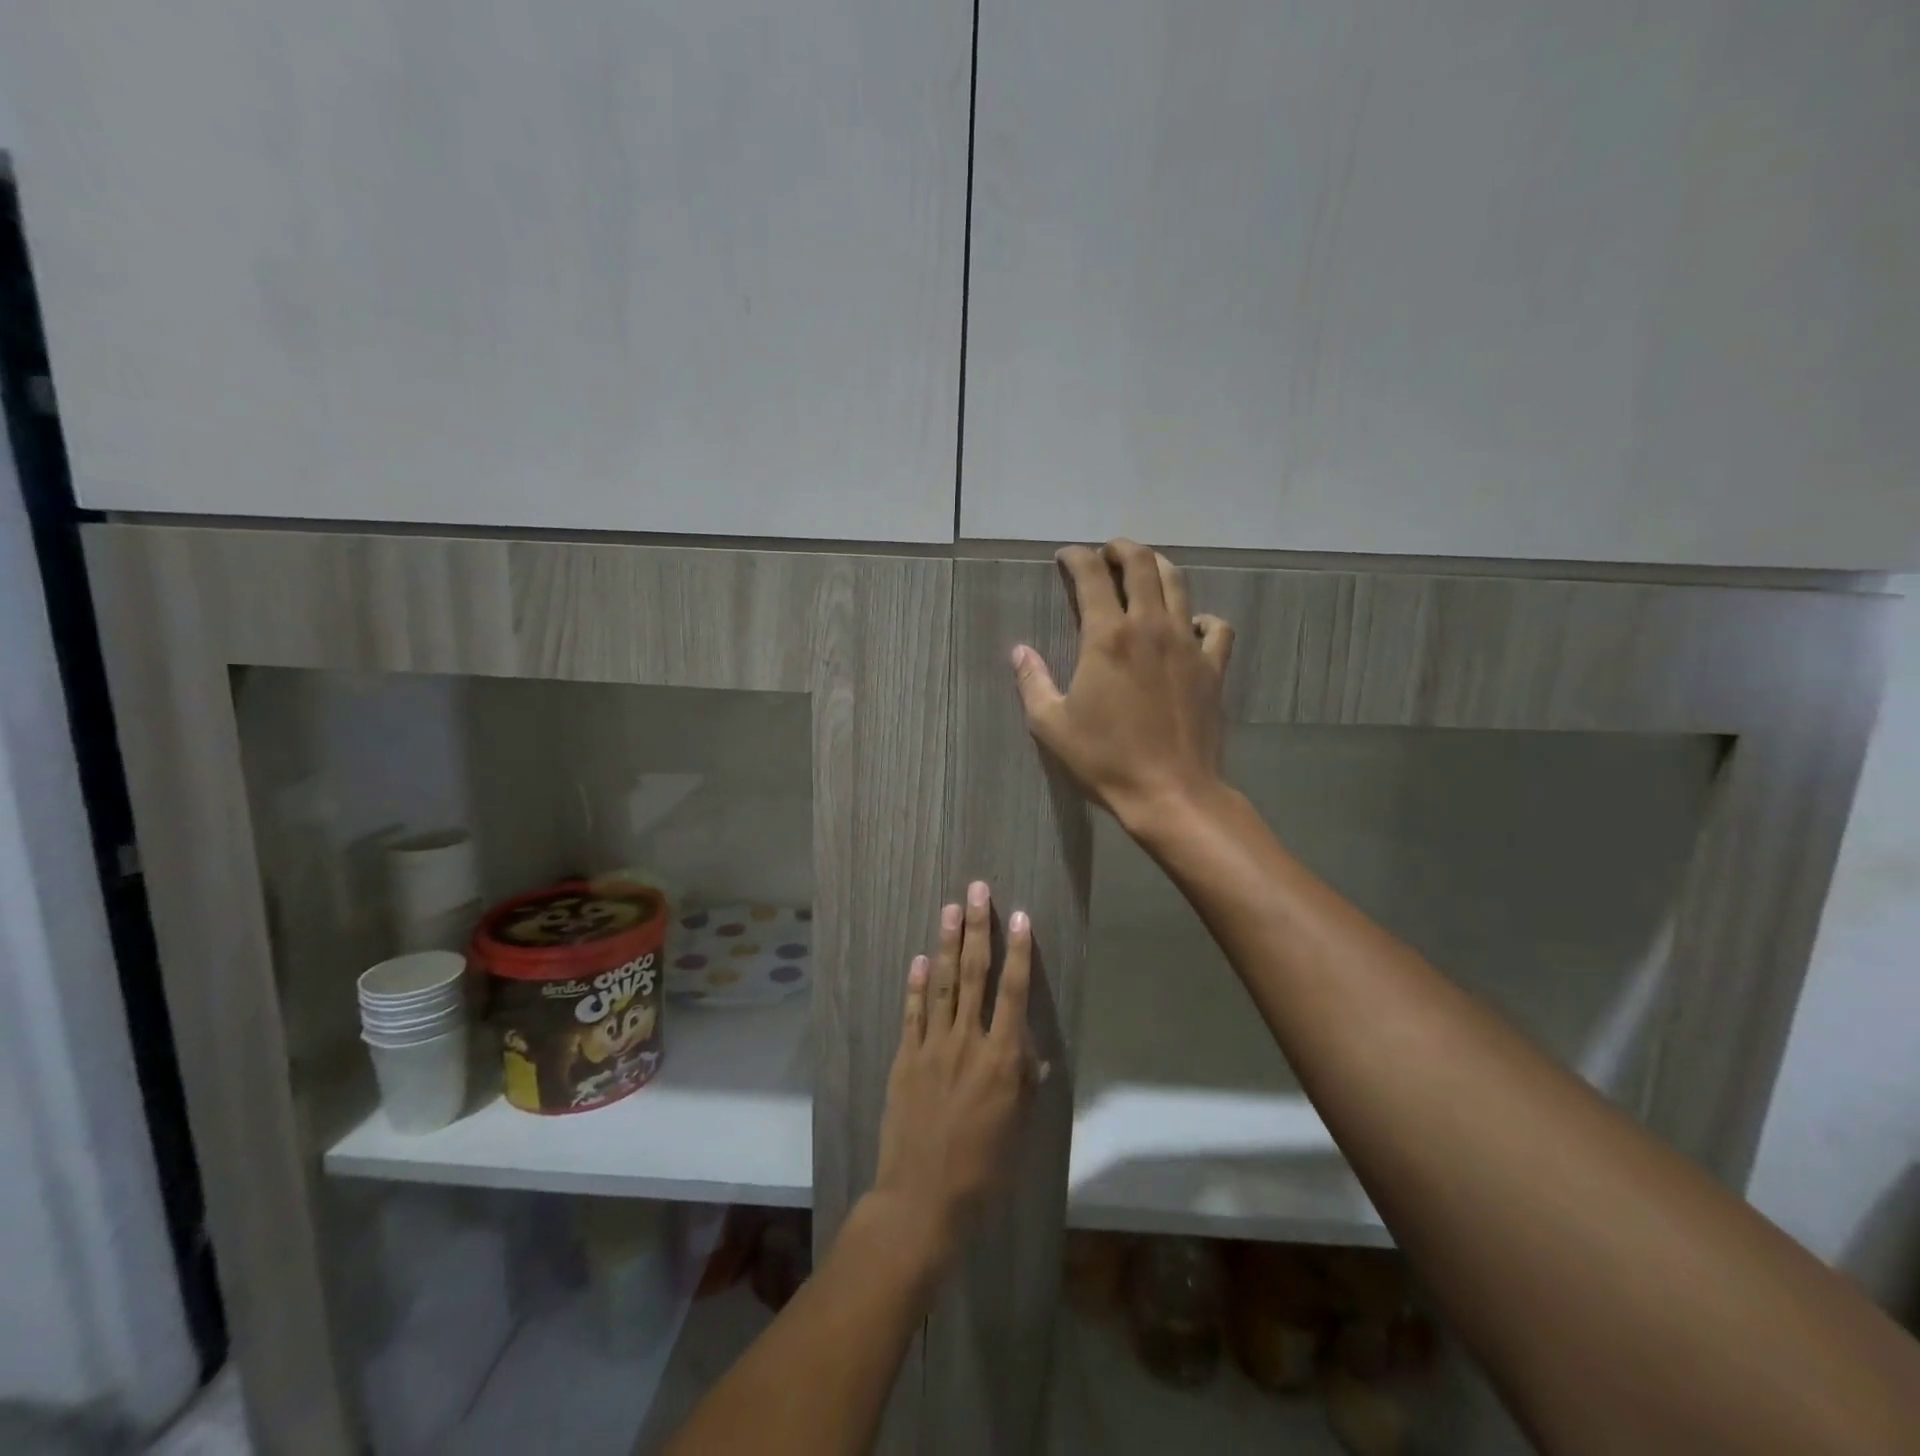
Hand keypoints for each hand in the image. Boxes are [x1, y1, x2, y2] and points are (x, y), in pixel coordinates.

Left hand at [870, 882, 1036, 1263]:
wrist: (923, 1198)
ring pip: (944, 984)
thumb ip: (1024, 1083)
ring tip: (950, 908)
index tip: (1019, 916)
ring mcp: (933, 1047)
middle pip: (975, 974)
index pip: (1013, 992)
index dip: (1018, 951)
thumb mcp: (1018, 1129)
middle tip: (977, 890)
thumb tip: (1030, 1050)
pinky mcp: (906, 1058)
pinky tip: (920, 958)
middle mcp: (968, 1042)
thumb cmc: (983, 1169)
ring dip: (948, 943)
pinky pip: (913, 1012)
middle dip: (977, 928)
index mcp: (1002, 1059)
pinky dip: (917, 984)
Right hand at [1011, 539, 1234, 830]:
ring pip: (1178, 585)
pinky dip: (1202, 617)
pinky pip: (1216, 628)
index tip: (1065, 556)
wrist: (1170, 792)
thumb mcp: (1052, 725)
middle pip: (1141, 565)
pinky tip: (1190, 626)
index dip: (1076, 557)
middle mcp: (1150, 628)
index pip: (1091, 576)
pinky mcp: (1213, 668)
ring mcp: (1187, 645)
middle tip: (1107, 553)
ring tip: (1144, 569)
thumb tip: (1019, 651)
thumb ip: (1033, 681)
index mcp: (1107, 637)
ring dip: (1158, 567)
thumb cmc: (1105, 759)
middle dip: (1121, 549)